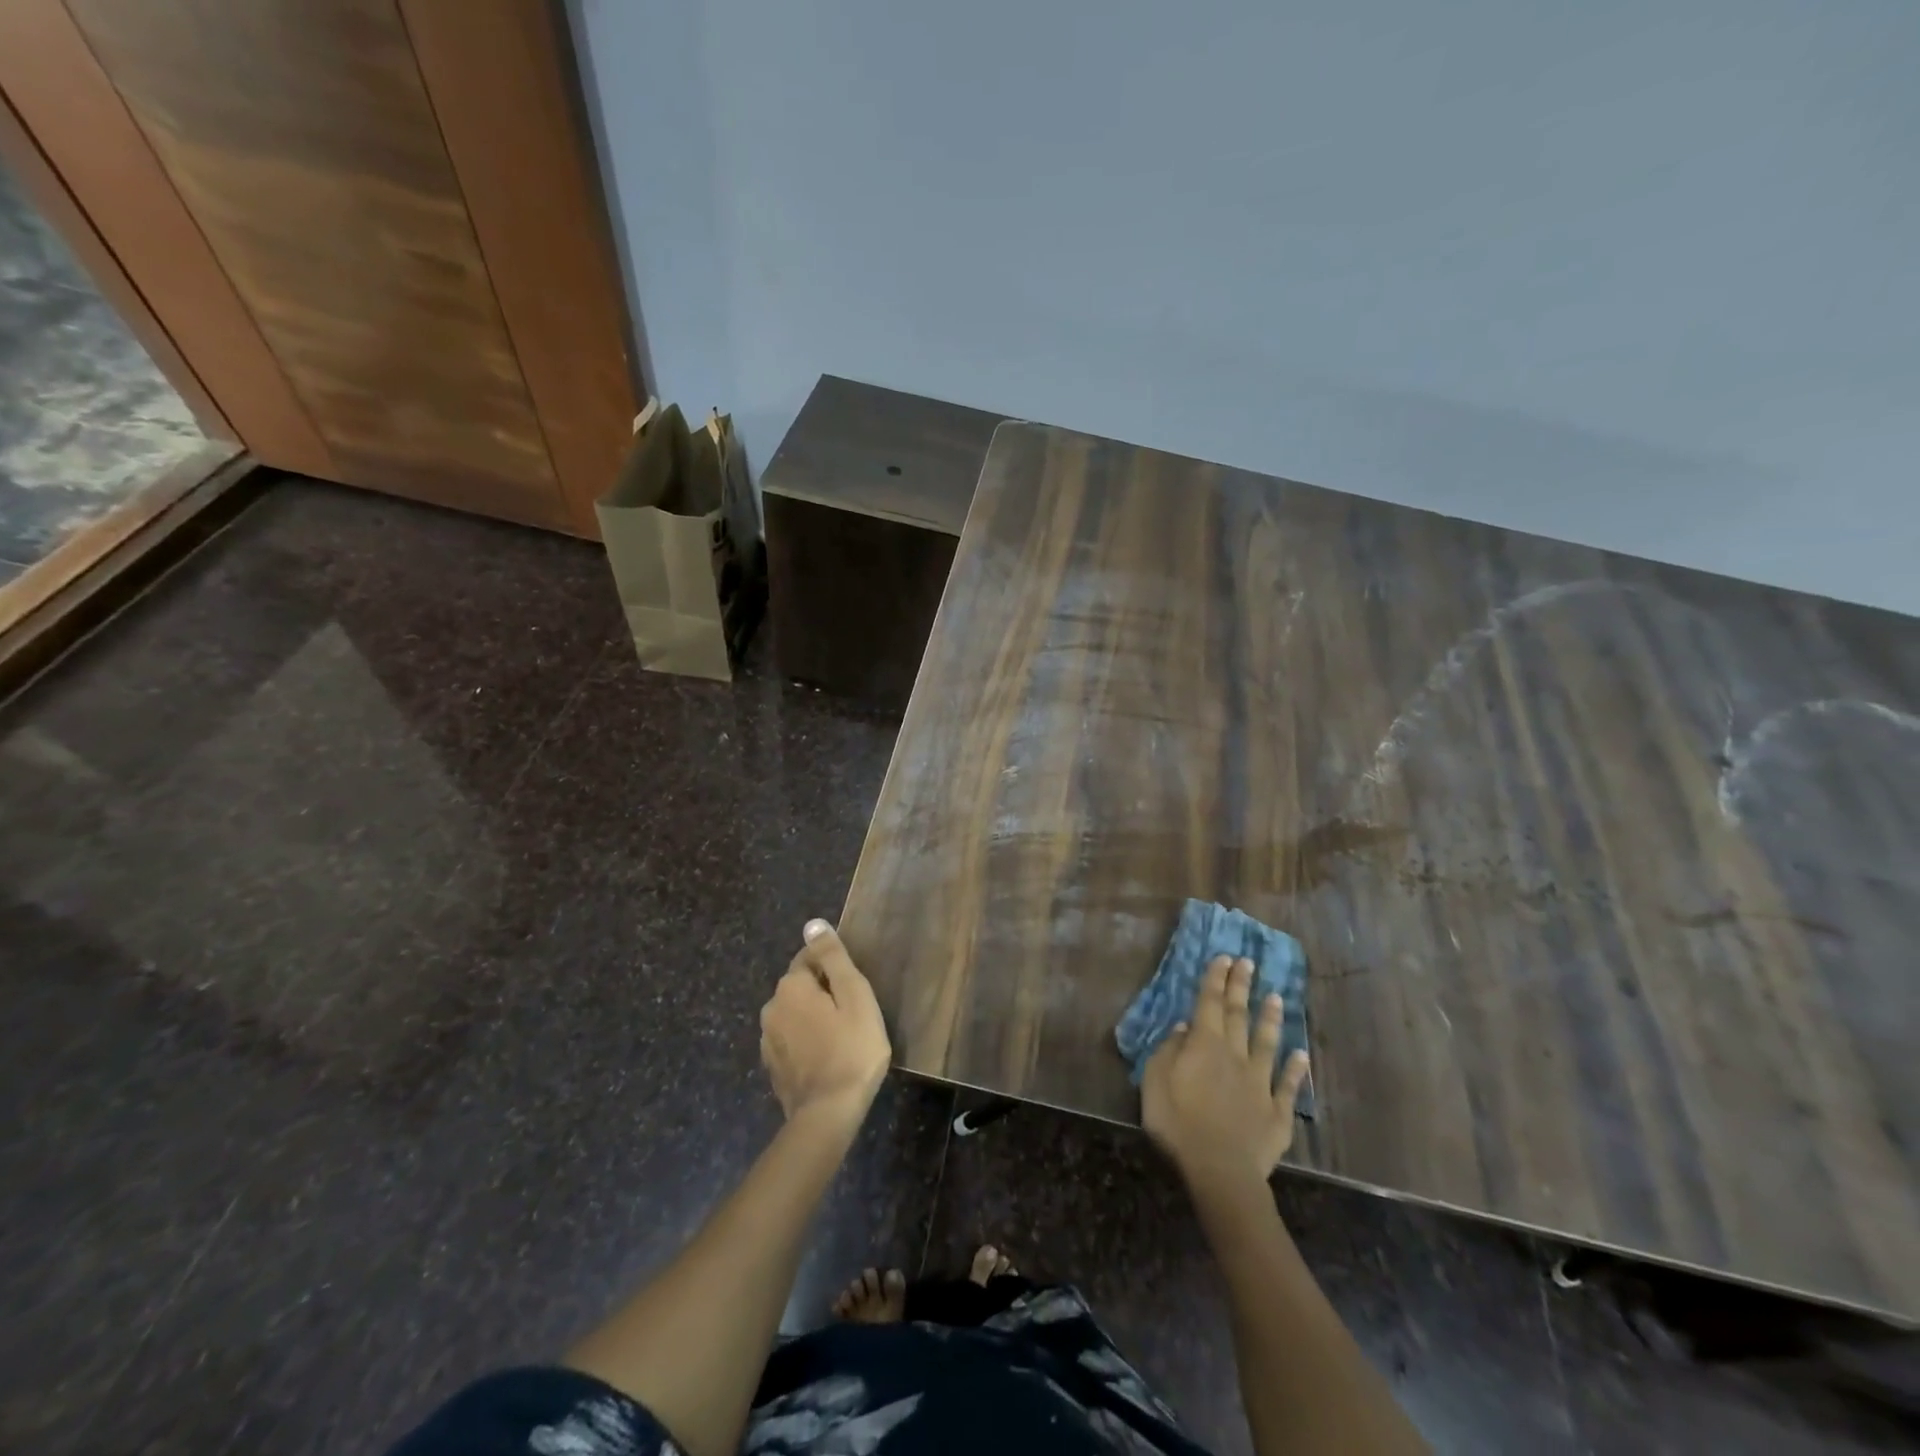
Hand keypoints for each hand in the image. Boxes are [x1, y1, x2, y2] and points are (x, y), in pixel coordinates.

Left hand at [760, 920, 891, 1128]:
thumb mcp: (854, 995)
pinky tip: (825, 1055)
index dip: (834, 968)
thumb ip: (833, 957)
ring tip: (841, 1035)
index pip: (810, 957)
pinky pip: (791, 1039)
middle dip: (823, 991)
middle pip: (801, 985)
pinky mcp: (772, 1065)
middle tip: (853, 1012)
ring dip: (813, 1016)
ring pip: (794, 1013)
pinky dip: (806, 1040)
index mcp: (791, 986)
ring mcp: (767, 1039)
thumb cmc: (851, 1049)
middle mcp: (771, 1007)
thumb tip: (813, 924)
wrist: (828, 1114)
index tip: (854, 989)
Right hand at [1142, 955, 1310, 1189]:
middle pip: (1238, 1015)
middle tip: (1248, 963)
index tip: (1224, 957)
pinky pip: (1287, 1086)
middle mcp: (1235, 1055)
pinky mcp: (1276, 1112)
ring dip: (1270, 1019)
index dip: (1215, 979)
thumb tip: (1182, 1027)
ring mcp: (1259, 1083)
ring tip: (1276, 997)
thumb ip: (1168, 1050)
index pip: (1209, 1003)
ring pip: (1267, 1043)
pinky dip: (1295, 1069)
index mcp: (1204, 1045)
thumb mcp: (1155, 1081)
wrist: (1219, 1170)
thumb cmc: (1177, 1123)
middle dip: (1241, 987)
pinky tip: (1302, 1055)